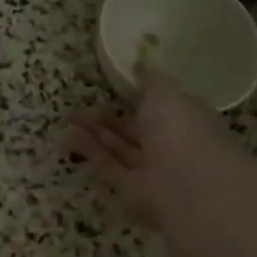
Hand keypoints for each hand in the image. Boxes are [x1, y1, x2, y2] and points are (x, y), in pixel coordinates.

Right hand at [67, 72, 238, 223]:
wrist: (190, 185)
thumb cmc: (181, 129)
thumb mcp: (165, 92)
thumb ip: (149, 79)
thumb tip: (140, 65)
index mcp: (185, 119)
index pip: (157, 107)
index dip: (132, 98)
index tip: (108, 90)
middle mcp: (170, 145)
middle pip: (133, 130)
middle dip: (106, 119)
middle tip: (77, 109)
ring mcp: (152, 170)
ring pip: (118, 149)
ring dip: (93, 134)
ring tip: (65, 121)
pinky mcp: (133, 192)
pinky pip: (108, 167)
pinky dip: (89, 152)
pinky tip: (67, 137)